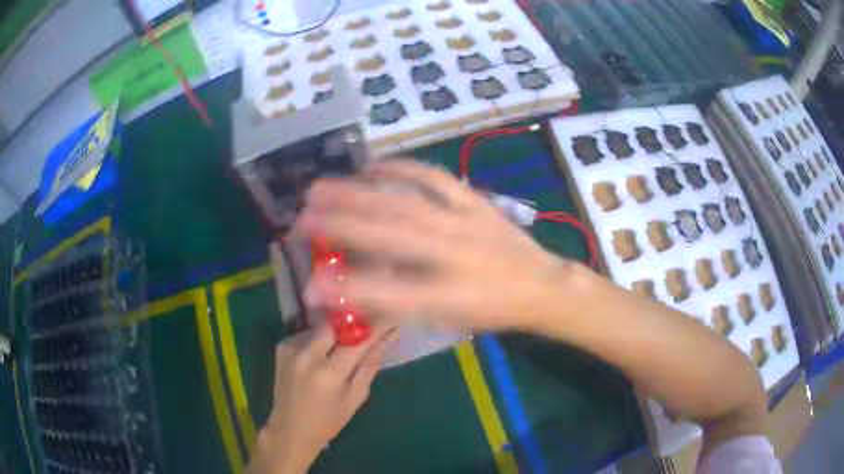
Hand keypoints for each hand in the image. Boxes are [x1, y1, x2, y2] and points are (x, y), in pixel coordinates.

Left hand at [251, 324, 393, 473]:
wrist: (291, 429)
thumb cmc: (329, 420)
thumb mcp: (355, 398)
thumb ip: (369, 366)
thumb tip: (386, 339)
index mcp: (330, 372)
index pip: (358, 340)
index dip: (376, 329)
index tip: (389, 322)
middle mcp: (309, 355)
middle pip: (336, 325)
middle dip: (351, 326)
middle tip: (362, 332)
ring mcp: (291, 349)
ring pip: (320, 326)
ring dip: (333, 332)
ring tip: (340, 345)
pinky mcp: (282, 347)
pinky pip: (305, 333)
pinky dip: (316, 339)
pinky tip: (320, 353)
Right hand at [297, 159, 584, 330]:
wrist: (540, 284)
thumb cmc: (491, 308)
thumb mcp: (446, 318)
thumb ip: (400, 305)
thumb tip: (353, 291)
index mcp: (448, 294)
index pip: (385, 293)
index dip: (344, 291)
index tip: (307, 286)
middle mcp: (452, 254)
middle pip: (385, 235)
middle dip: (336, 225)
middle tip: (299, 218)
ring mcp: (463, 220)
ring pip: (402, 201)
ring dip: (357, 193)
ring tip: (322, 187)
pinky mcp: (473, 200)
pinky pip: (432, 177)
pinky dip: (399, 167)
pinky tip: (373, 165)